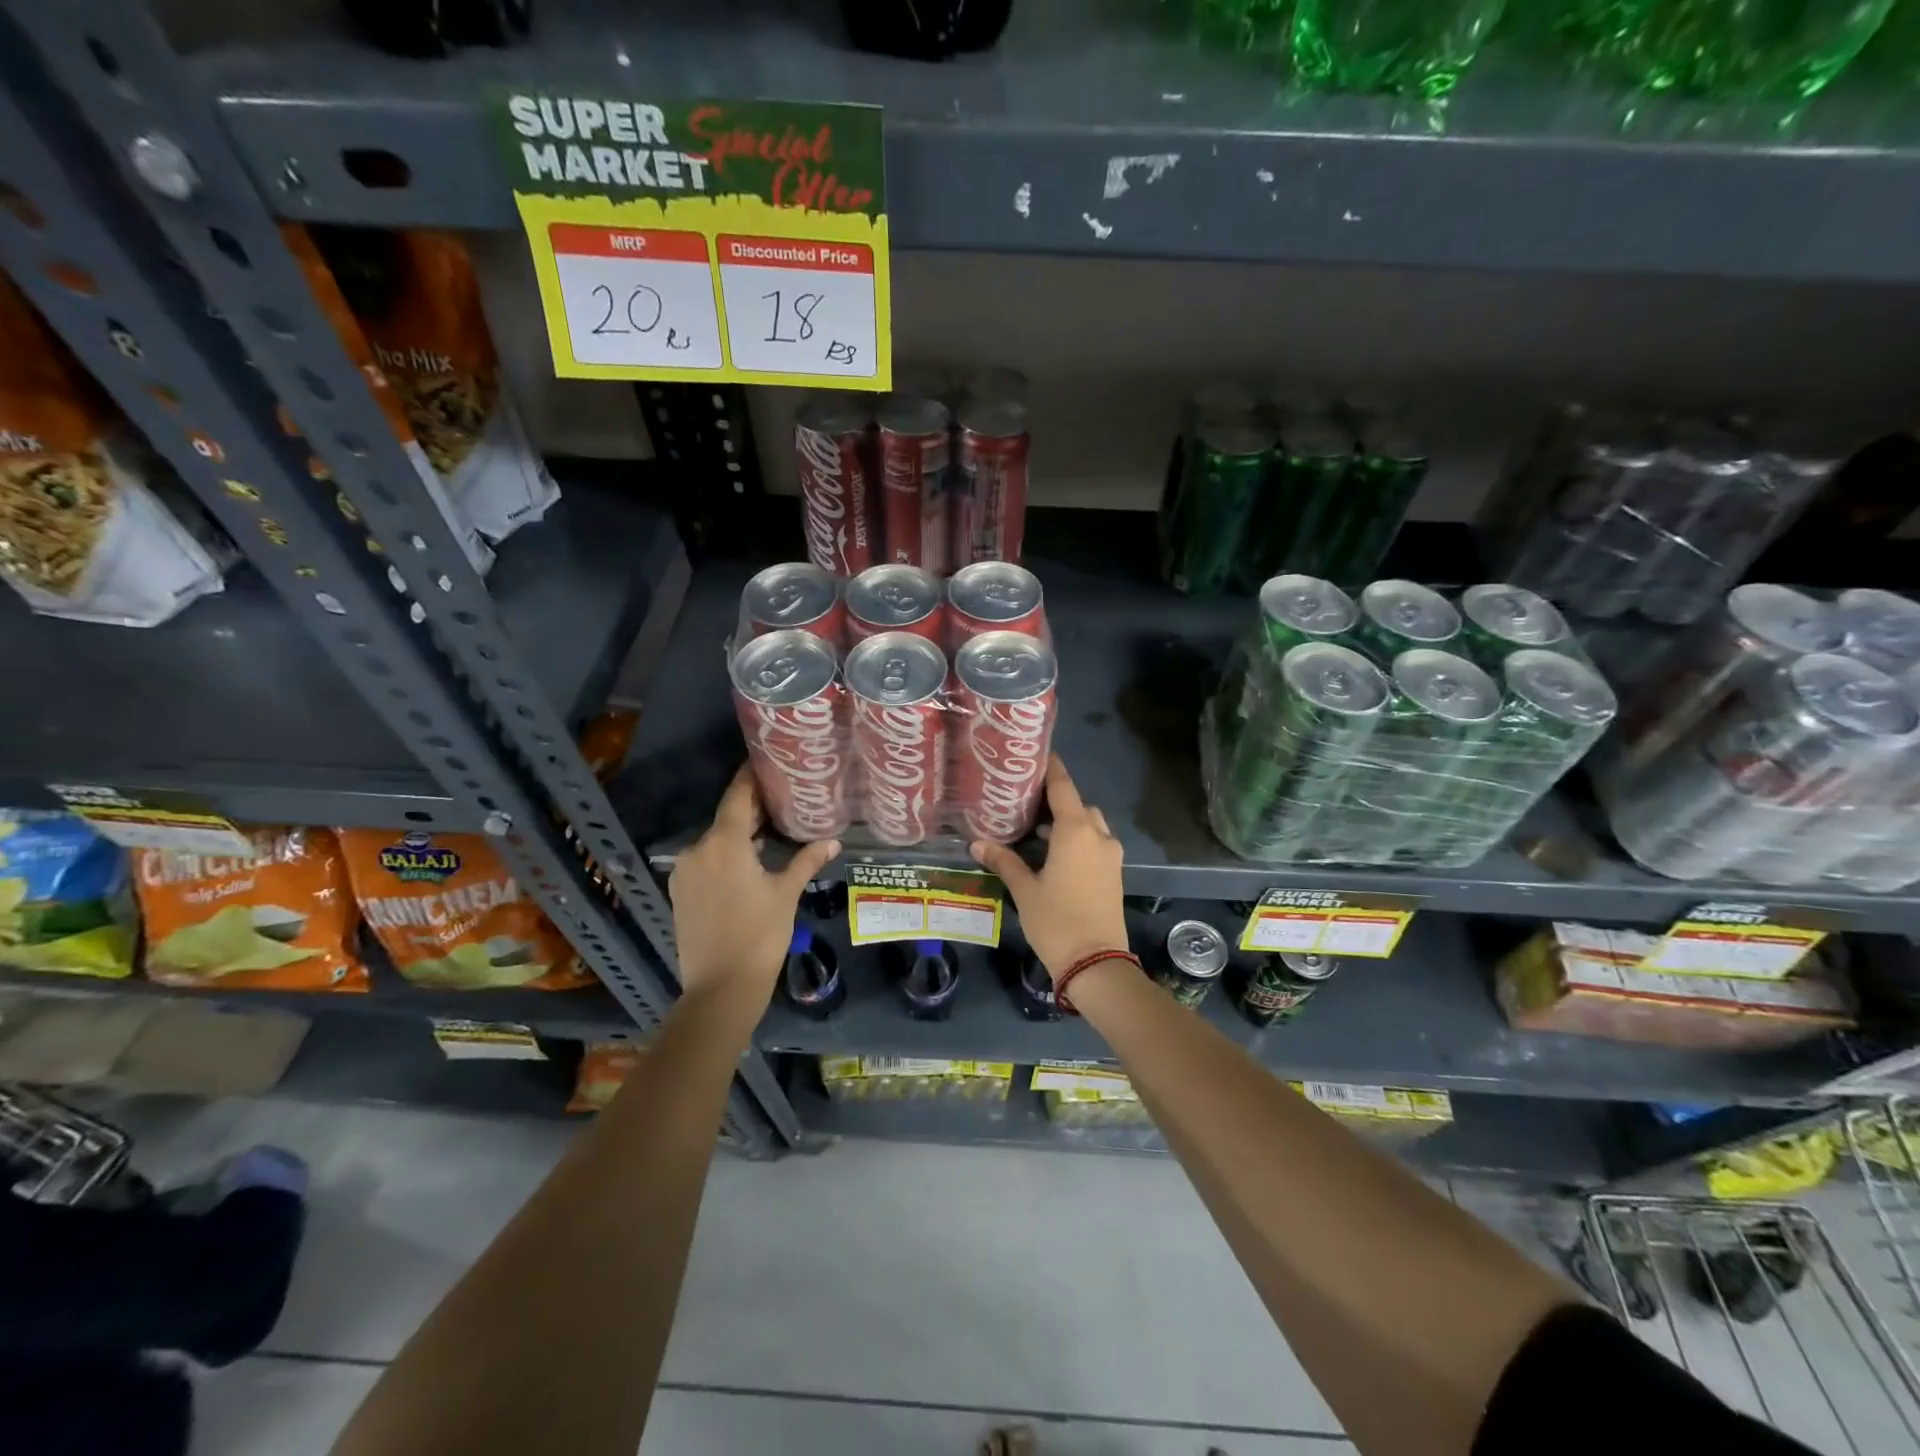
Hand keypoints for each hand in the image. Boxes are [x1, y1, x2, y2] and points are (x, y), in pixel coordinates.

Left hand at [668, 767, 839, 1005]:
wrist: (720, 988)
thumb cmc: (760, 935)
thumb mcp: (786, 894)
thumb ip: (806, 861)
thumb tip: (833, 841)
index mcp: (723, 843)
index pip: (737, 796)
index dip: (750, 777)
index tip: (765, 761)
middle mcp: (697, 849)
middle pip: (726, 819)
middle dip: (751, 810)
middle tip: (780, 798)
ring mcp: (684, 872)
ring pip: (715, 842)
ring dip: (739, 836)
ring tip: (769, 831)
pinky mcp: (679, 892)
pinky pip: (706, 862)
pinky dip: (726, 856)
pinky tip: (749, 864)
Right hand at [970, 756, 1126, 982]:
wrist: (1097, 963)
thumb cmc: (1056, 920)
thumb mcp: (1024, 889)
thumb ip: (1004, 861)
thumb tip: (977, 843)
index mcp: (1076, 830)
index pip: (1062, 786)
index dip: (1051, 769)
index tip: (1037, 755)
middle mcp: (1098, 835)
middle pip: (1078, 805)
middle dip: (1056, 802)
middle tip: (1027, 803)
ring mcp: (1110, 855)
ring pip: (1090, 826)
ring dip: (1068, 824)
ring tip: (1037, 833)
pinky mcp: (1114, 873)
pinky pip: (1096, 844)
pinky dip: (1078, 841)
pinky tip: (1054, 856)